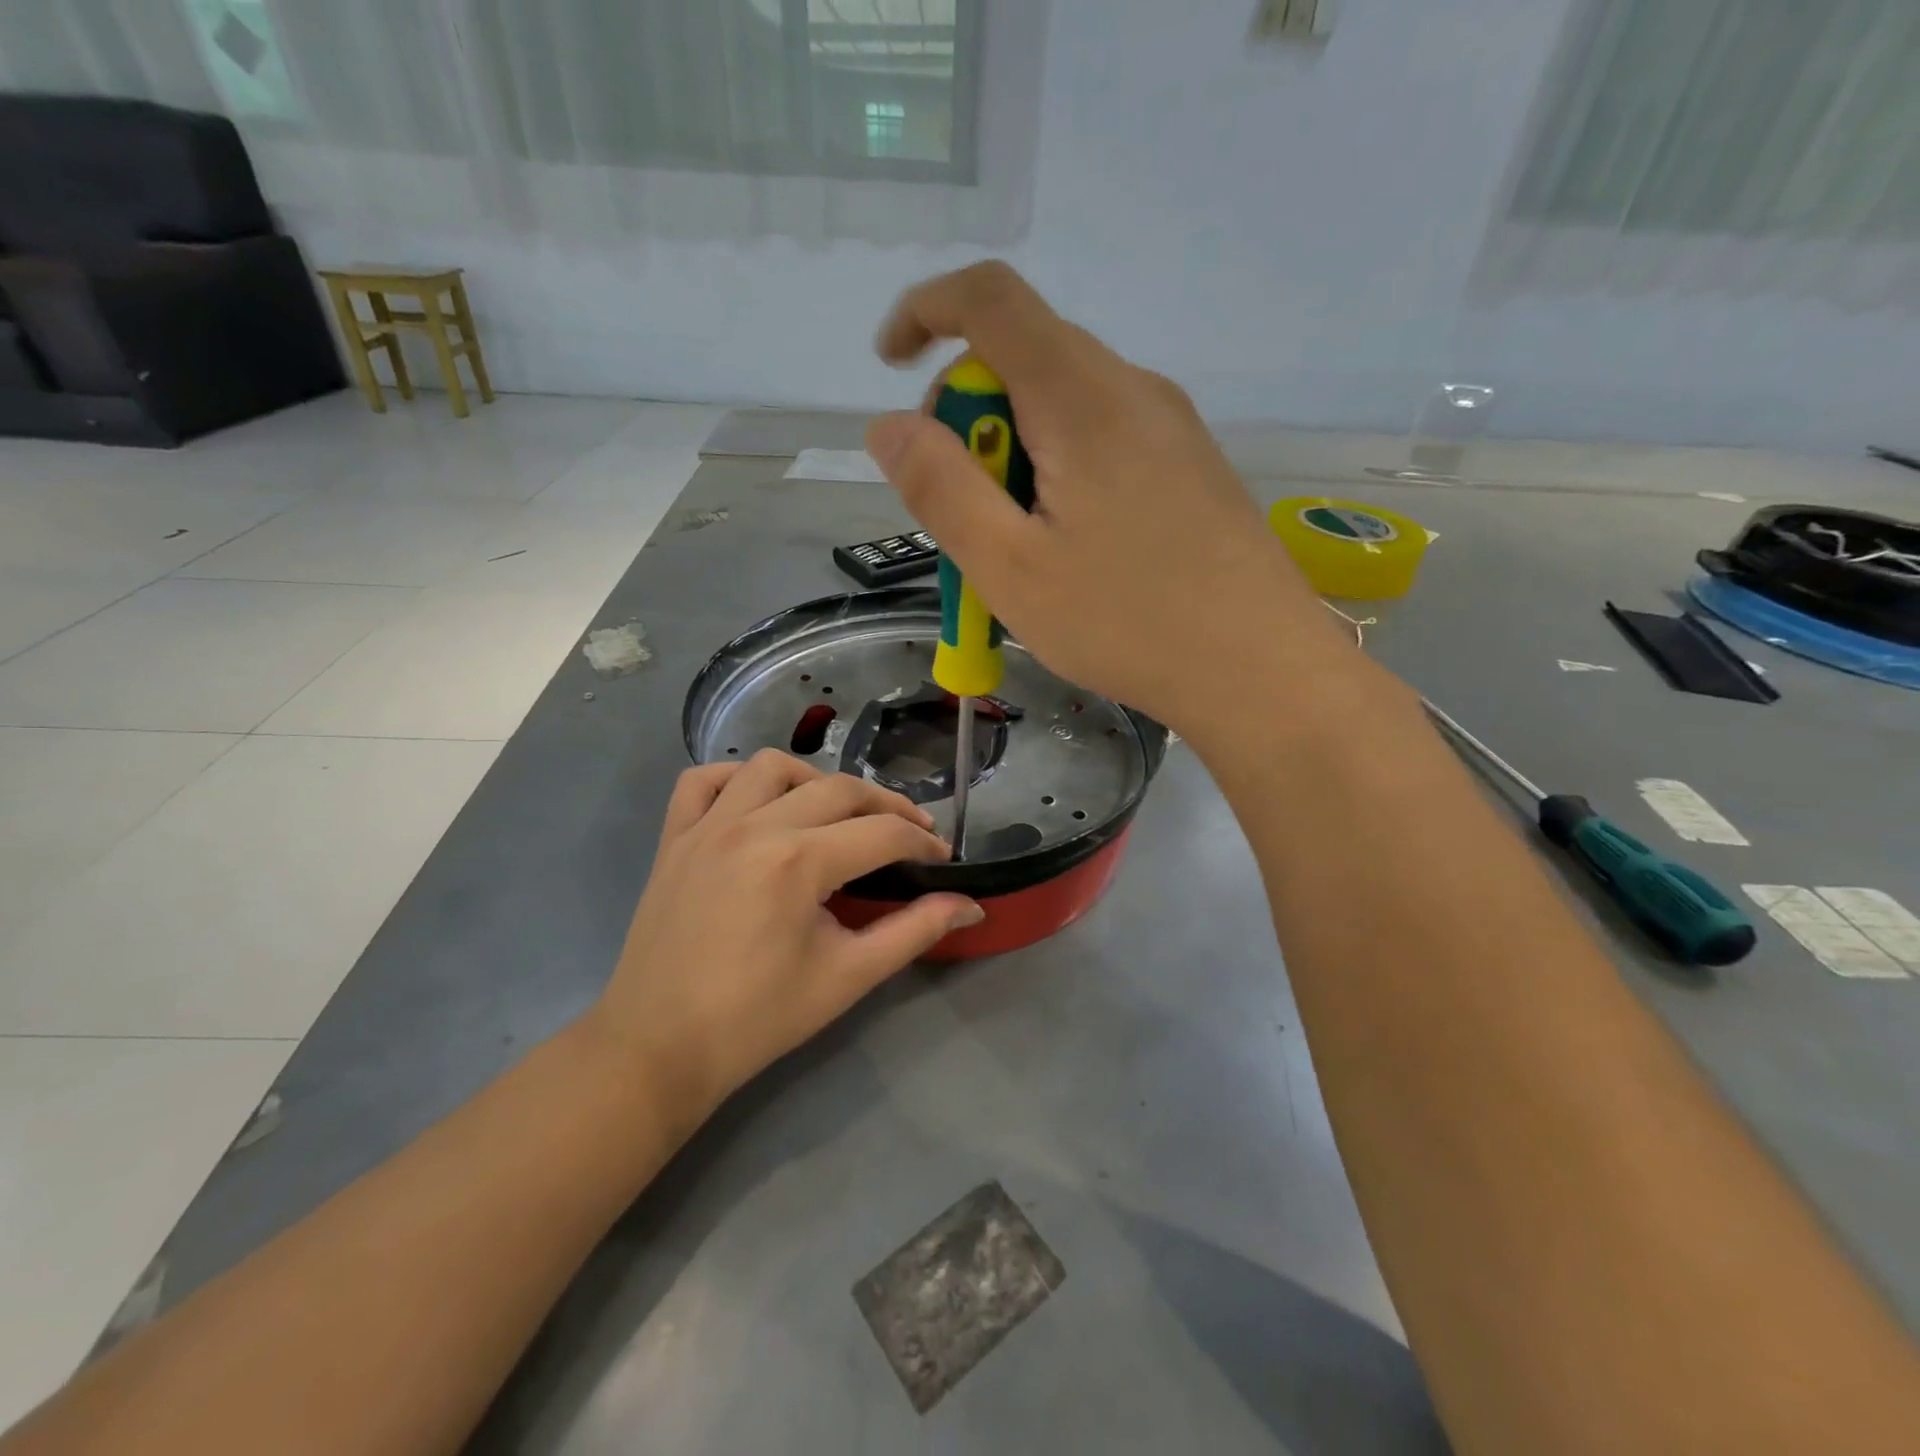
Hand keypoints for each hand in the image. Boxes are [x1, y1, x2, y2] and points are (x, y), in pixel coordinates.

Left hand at [588, 751, 982, 1122]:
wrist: (660, 1048)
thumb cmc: (759, 1018)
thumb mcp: (849, 976)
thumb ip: (915, 931)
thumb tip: (971, 905)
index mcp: (798, 861)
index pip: (882, 833)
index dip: (923, 844)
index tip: (942, 860)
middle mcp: (754, 826)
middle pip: (839, 789)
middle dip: (886, 806)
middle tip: (909, 836)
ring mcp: (707, 826)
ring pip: (772, 767)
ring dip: (815, 781)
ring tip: (834, 814)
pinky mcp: (673, 837)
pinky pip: (702, 780)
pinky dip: (735, 779)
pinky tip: (758, 804)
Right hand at [866, 261, 1352, 732]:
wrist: (1260, 669)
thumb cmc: (1126, 623)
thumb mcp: (1010, 568)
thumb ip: (941, 489)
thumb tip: (888, 426)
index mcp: (1082, 397)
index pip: (990, 298)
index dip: (926, 311)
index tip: (891, 368)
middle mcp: (1132, 388)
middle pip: (1025, 357)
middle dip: (970, 418)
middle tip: (965, 513)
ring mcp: (1171, 425)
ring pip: (1063, 405)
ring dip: (1015, 455)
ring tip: (1019, 548)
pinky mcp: (1190, 464)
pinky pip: (1103, 438)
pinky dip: (1059, 472)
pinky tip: (1070, 549)